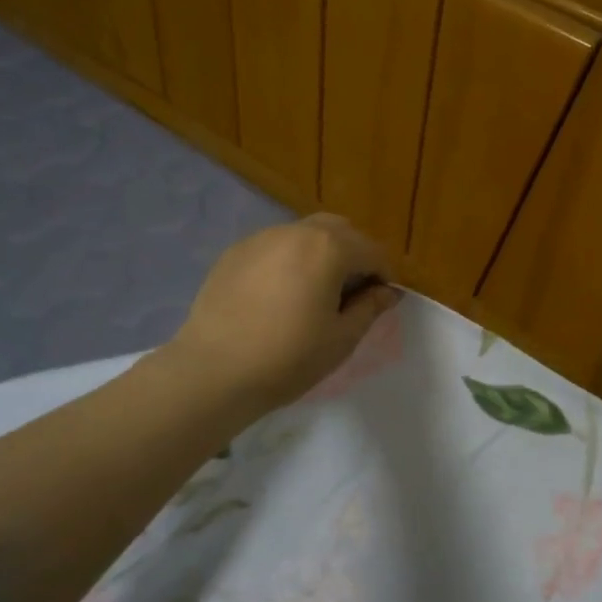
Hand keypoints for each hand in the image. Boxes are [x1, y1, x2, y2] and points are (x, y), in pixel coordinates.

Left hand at [167, 214, 399, 414]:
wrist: (214, 371)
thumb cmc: (288, 358)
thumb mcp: (341, 338)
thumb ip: (370, 307)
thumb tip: (387, 291)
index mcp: (328, 248)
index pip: (372, 250)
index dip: (385, 274)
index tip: (382, 301)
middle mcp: (296, 232)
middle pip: (338, 230)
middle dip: (353, 254)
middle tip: (352, 292)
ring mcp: (261, 239)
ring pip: (304, 234)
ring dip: (320, 254)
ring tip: (315, 292)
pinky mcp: (234, 253)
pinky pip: (274, 247)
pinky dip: (289, 261)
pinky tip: (279, 295)